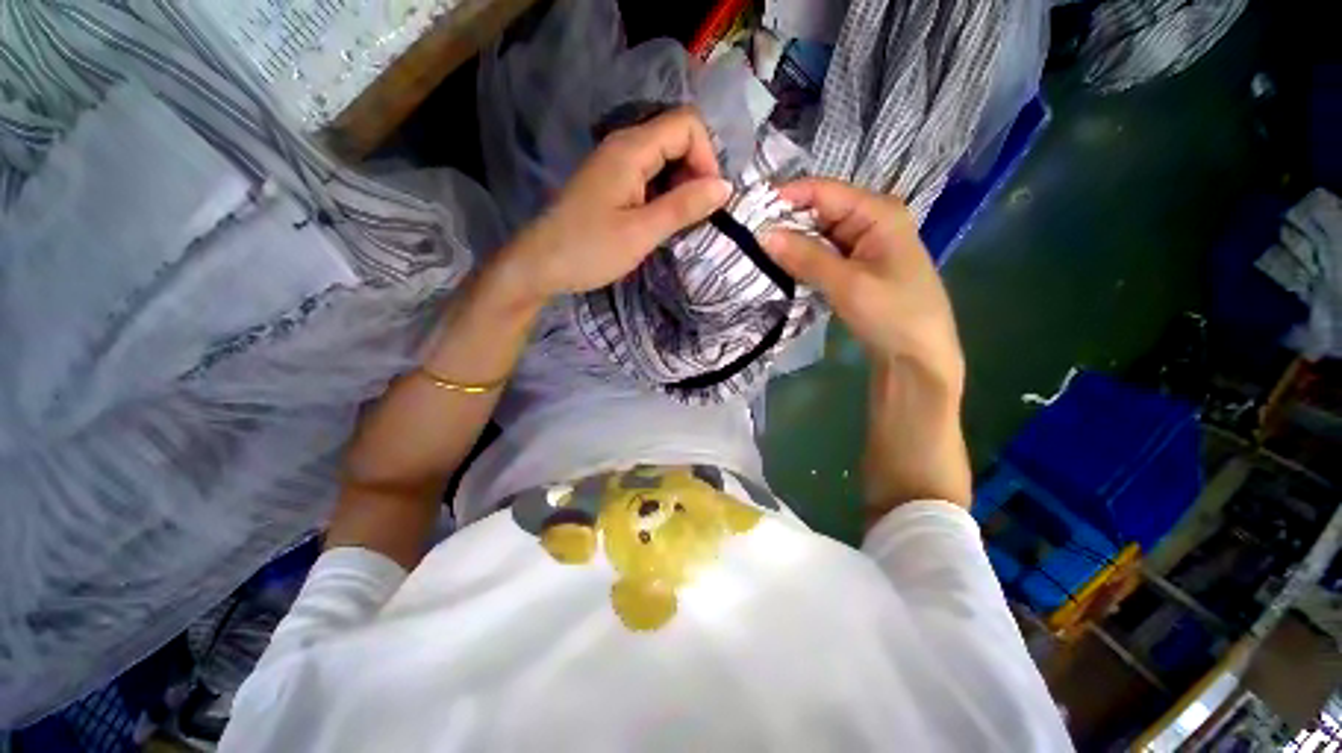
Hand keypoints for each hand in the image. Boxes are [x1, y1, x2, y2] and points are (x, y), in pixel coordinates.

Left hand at [491, 107, 731, 306]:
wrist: (540, 266)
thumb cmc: (590, 250)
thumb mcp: (642, 232)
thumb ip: (684, 206)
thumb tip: (725, 187)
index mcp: (631, 148)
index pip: (687, 125)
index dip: (706, 158)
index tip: (706, 201)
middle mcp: (623, 146)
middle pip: (677, 138)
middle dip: (696, 173)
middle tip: (694, 216)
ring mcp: (614, 164)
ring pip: (664, 159)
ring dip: (681, 187)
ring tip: (679, 223)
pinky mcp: (610, 183)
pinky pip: (649, 176)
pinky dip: (664, 194)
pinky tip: (661, 221)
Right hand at [761, 178, 964, 397]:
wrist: (917, 357)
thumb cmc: (892, 315)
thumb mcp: (848, 284)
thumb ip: (805, 257)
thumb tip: (763, 234)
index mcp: (878, 212)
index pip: (823, 191)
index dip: (785, 197)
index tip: (748, 210)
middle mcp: (870, 221)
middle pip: (819, 212)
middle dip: (784, 222)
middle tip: (745, 236)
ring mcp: (863, 246)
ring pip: (817, 236)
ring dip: (790, 244)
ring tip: (753, 251)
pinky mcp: (855, 269)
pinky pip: (822, 256)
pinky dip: (801, 261)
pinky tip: (777, 267)